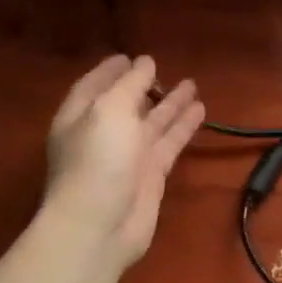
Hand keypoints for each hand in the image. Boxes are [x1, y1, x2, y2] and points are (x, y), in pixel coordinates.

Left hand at [44, 55, 205, 265]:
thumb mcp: (109, 111)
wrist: (100, 226)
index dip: (112, 70)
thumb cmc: (97, 162)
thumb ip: (129, 84)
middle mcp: (104, 133)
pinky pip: (170, 143)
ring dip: (171, 103)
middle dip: (144, 85)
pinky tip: (200, 111)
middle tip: (164, 68)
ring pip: (153, 122)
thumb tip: (144, 62)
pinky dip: (184, 127)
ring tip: (192, 84)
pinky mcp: (151, 175)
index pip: (95, 85)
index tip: (131, 56)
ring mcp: (128, 155)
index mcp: (81, 116)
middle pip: (127, 103)